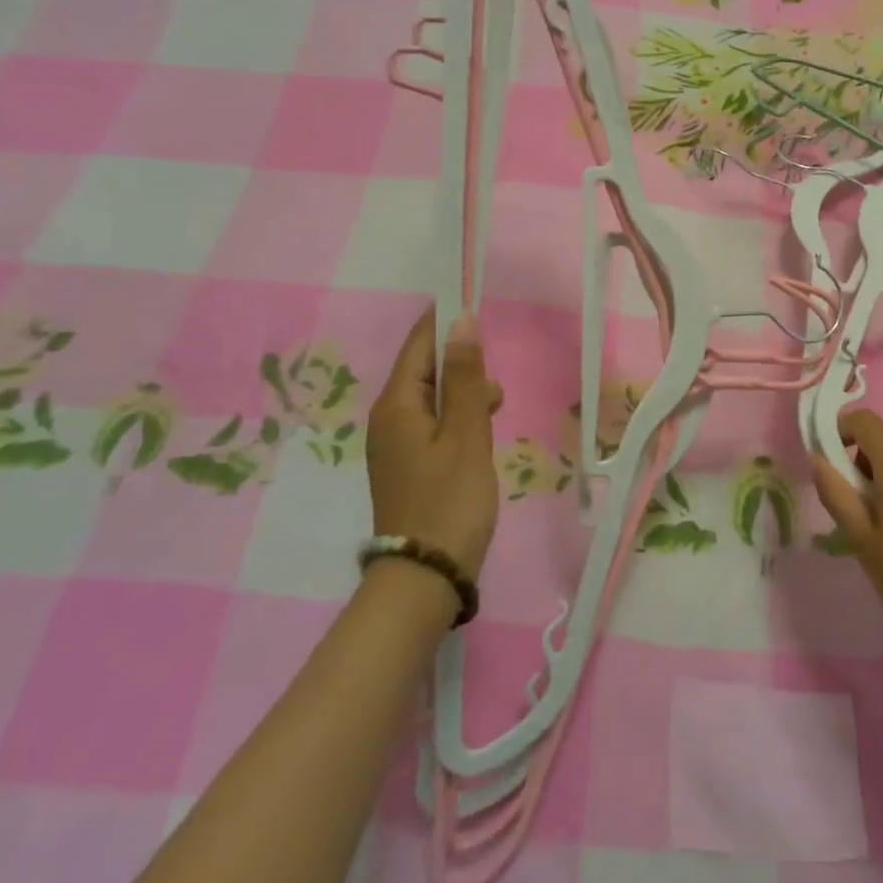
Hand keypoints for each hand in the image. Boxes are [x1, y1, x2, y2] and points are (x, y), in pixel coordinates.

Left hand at [365, 307, 504, 579]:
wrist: (426, 576)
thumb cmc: (450, 499)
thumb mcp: (466, 433)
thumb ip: (464, 376)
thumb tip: (461, 321)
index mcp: (396, 405)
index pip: (419, 344)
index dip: (446, 322)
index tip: (477, 307)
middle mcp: (389, 419)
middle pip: (426, 369)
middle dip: (463, 367)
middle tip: (494, 392)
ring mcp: (396, 444)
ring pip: (434, 398)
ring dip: (465, 396)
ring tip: (494, 416)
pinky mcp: (409, 464)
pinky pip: (435, 423)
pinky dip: (460, 420)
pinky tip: (481, 438)